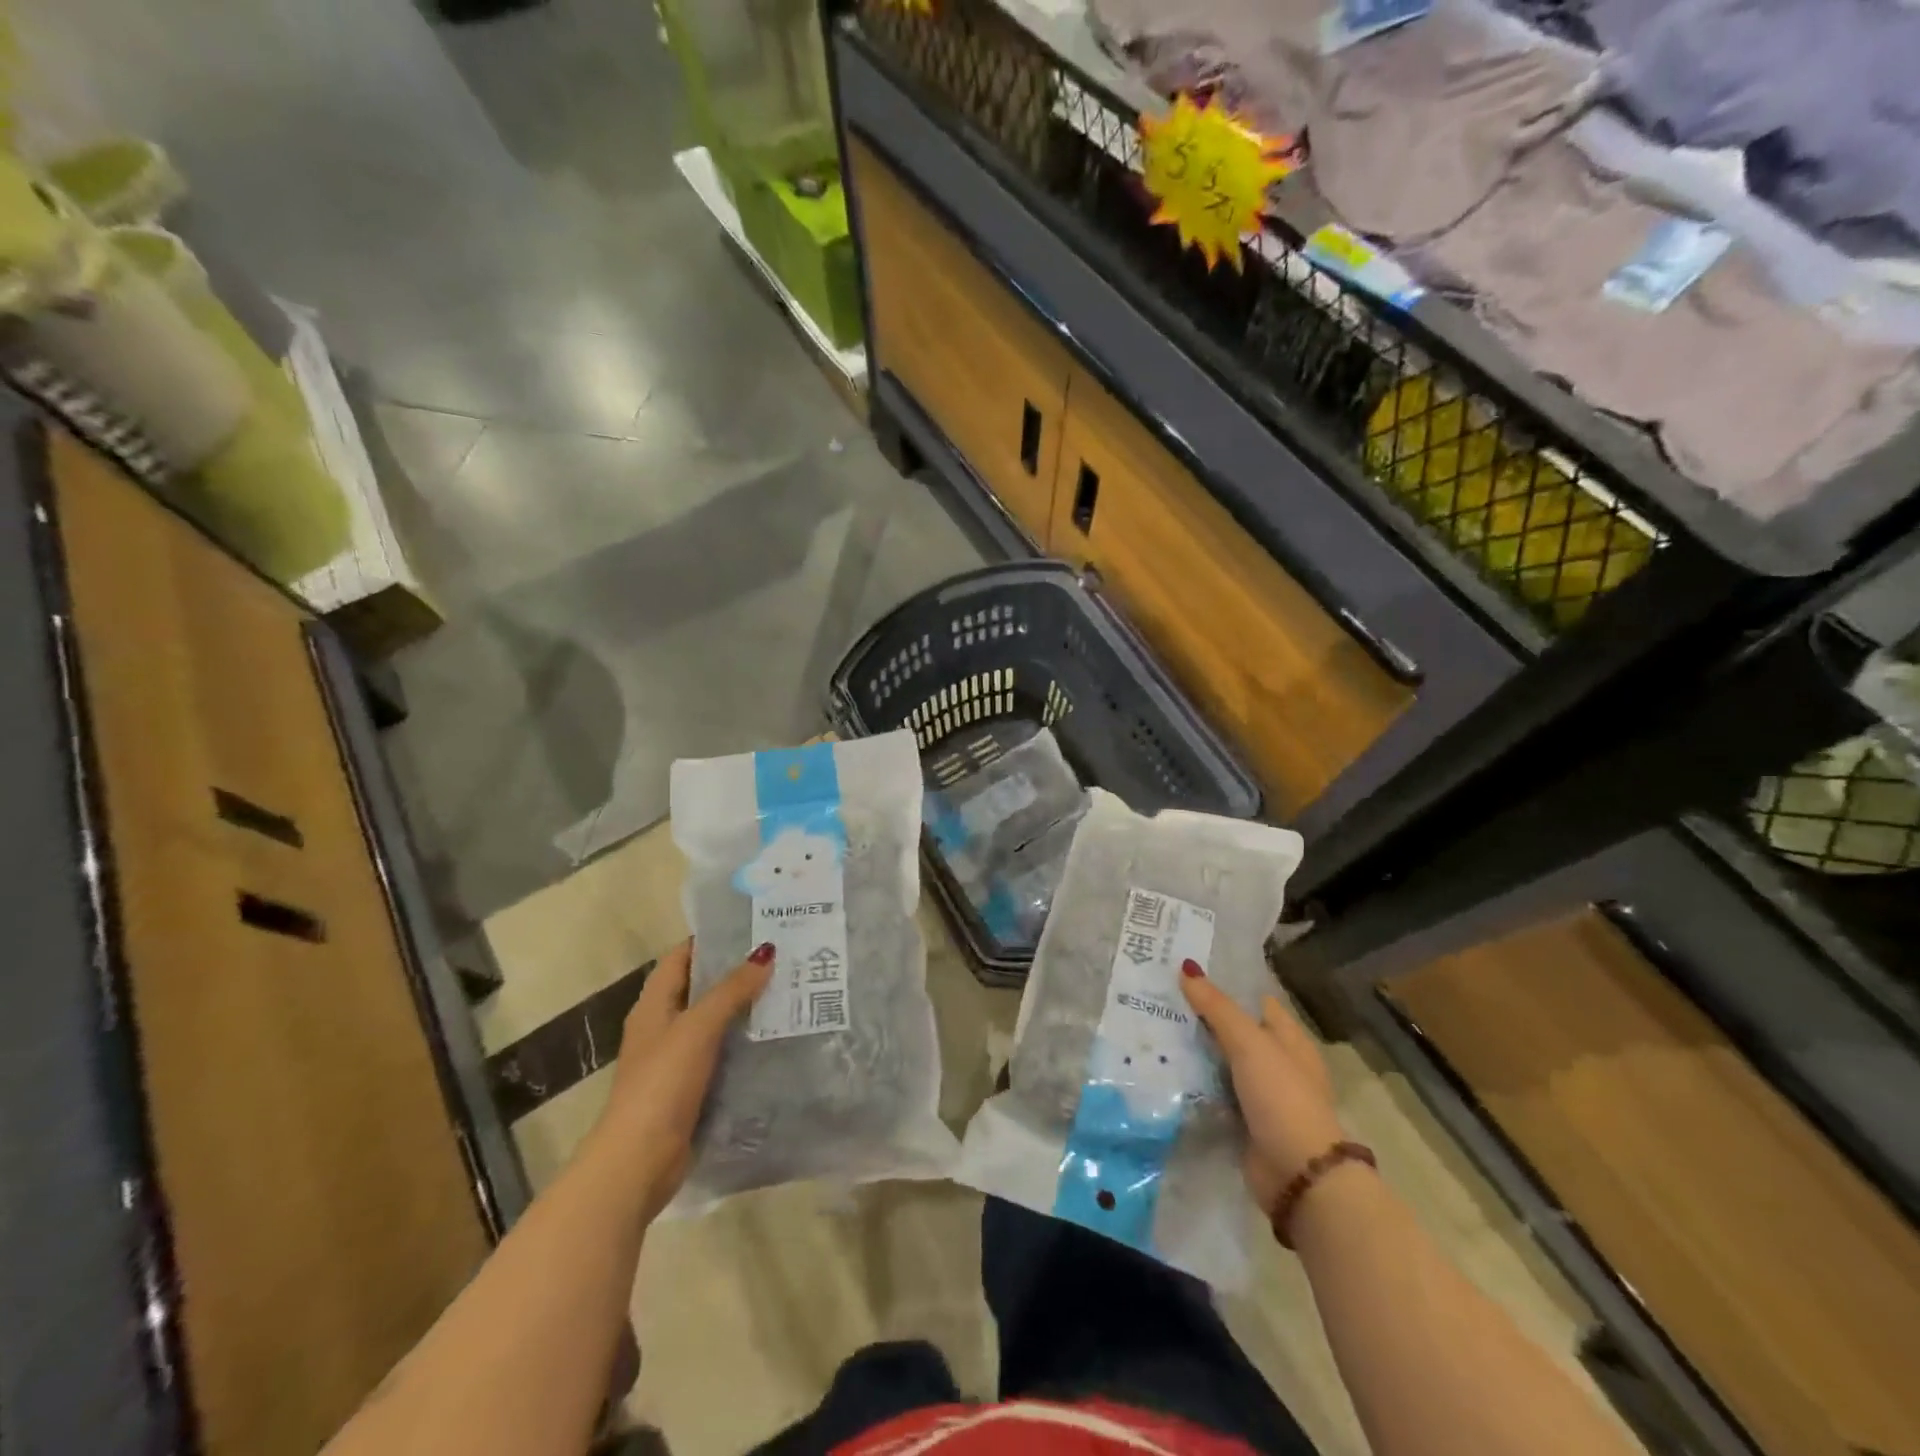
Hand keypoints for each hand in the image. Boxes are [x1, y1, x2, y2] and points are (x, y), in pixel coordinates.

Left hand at [588, 939, 772, 1218]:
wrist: (639, 1161)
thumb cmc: (662, 1083)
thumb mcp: (698, 1028)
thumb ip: (731, 990)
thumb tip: (766, 951)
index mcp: (654, 1005)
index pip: (682, 956)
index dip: (712, 939)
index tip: (753, 927)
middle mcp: (663, 1027)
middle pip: (702, 988)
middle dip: (737, 973)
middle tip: (783, 957)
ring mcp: (677, 1060)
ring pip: (716, 1023)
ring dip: (745, 1009)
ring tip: (789, 990)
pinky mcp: (692, 1089)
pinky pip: (723, 1055)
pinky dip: (745, 1044)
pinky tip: (777, 1039)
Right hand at [1180, 964, 1345, 1216]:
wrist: (1298, 1174)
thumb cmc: (1281, 1097)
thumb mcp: (1249, 1044)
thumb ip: (1217, 1007)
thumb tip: (1186, 967)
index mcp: (1289, 1039)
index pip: (1255, 1001)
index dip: (1226, 986)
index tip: (1186, 974)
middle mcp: (1277, 1063)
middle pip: (1235, 1032)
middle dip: (1202, 1018)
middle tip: (1159, 998)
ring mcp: (1261, 1095)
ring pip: (1221, 1063)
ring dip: (1195, 1052)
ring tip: (1152, 1030)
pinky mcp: (1244, 1122)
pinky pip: (1214, 1093)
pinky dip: (1195, 1085)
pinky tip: (1164, 1071)